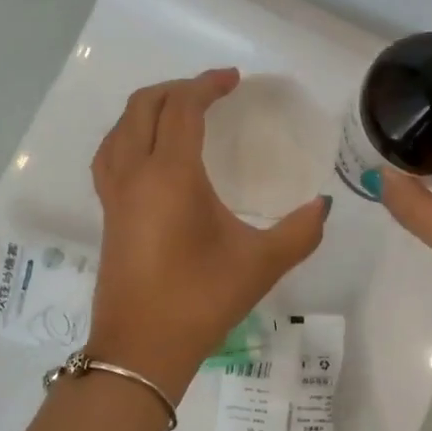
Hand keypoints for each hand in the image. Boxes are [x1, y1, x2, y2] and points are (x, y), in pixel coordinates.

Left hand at [89, 68, 329, 397]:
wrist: (141, 349)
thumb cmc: (201, 300)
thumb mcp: (261, 264)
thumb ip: (301, 231)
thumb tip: (324, 206)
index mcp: (170, 174)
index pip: (182, 108)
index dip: (207, 85)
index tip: (234, 80)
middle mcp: (134, 174)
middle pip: (143, 107)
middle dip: (177, 89)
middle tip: (212, 93)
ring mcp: (114, 194)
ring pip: (120, 128)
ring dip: (148, 108)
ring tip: (180, 113)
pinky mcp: (107, 214)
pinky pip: (110, 154)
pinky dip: (129, 135)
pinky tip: (150, 154)